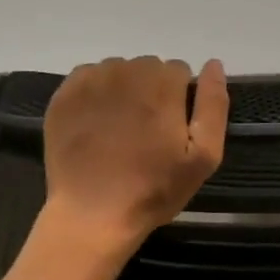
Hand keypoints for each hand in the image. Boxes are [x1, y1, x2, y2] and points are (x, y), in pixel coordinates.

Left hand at [41, 56, 227, 253]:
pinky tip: (95, 124)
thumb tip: (214, 64)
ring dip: (124, 90)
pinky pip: (89, 78)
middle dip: (152, 91)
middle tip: (146, 131)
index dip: (179, 99)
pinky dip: (96, 94)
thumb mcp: (203, 156)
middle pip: (148, 68)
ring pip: (119, 71)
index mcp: (163, 84)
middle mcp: (127, 71)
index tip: (171, 128)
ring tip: (119, 129)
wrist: (91, 214)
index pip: (180, 71)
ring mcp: (92, 81)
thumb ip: (213, 105)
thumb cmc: (154, 189)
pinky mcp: (65, 94)